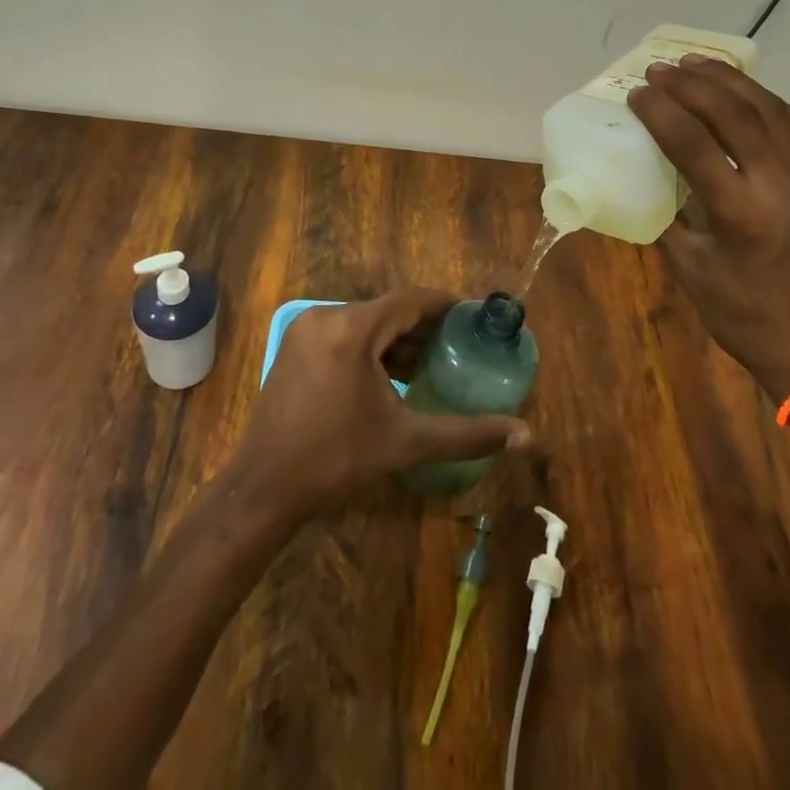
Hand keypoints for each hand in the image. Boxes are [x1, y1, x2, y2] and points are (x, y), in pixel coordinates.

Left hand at [230, 288, 531, 519]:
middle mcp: (326, 317)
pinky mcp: (294, 347)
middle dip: (422, 326)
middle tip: (454, 347)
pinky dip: (369, 347)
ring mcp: (305, 330)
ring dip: (396, 338)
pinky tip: (388, 375)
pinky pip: (343, 333)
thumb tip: (526, 436)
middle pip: (387, 310)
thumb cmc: (336, 461)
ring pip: (365, 322)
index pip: (411, 300)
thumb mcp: (406, 443)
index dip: (444, 305)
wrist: (262, 490)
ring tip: (427, 364)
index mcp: (352, 329)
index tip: (472, 317)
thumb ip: (467, 434)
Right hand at [625, 57, 789, 403]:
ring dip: (727, 80)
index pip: (693, 143)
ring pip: (768, 107)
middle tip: (658, 69)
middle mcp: (780, 183)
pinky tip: (740, 91)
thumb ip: (670, 218)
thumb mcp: (693, 272)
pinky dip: (761, 97)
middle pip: (733, 112)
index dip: (660, 112)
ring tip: (694, 63)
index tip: (636, 94)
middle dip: (690, 84)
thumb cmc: (749, 318)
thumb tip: (648, 179)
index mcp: (742, 212)